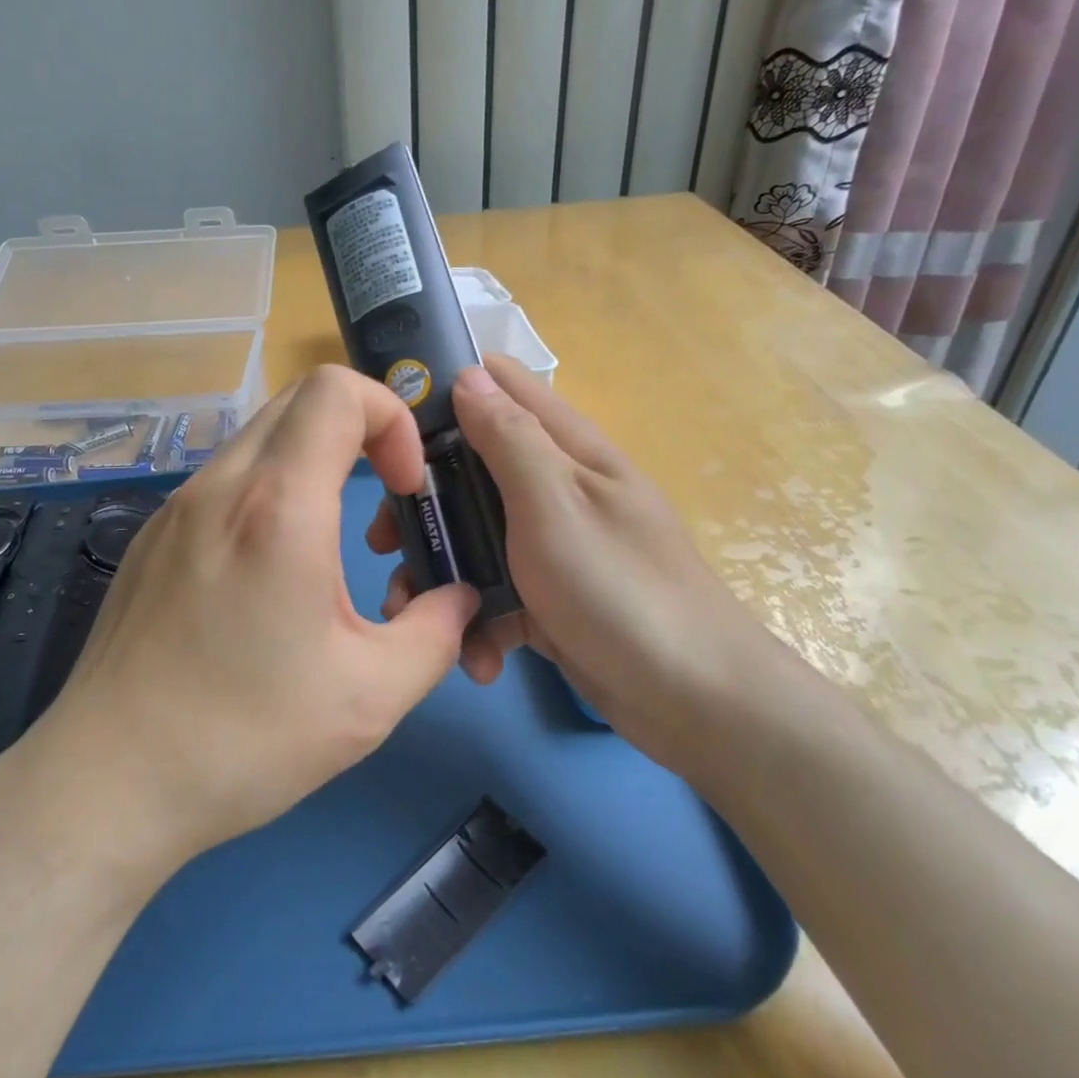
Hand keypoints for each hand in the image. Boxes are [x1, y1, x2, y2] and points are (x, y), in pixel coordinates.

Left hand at [16, 367, 481, 873]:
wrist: (109, 781)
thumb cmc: (245, 738)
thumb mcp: (372, 696)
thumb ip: (437, 632)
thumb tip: (458, 598)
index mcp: (278, 508)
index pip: (338, 390)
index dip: (391, 417)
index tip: (405, 487)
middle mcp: (221, 487)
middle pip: (300, 398)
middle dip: (360, 429)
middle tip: (381, 500)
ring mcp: (177, 507)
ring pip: (261, 438)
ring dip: (314, 462)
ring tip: (330, 545)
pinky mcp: (152, 536)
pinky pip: (226, 480)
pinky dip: (269, 491)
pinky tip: (270, 571)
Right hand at [374, 356, 799, 773]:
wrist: (692, 702)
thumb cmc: (618, 589)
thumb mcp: (555, 504)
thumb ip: (509, 439)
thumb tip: (468, 375)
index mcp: (564, 449)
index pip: (499, 386)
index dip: (442, 394)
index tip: (389, 428)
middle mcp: (554, 488)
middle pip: (469, 470)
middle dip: (423, 503)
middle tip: (385, 540)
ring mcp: (550, 546)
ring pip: (472, 537)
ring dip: (442, 573)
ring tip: (412, 610)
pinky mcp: (546, 599)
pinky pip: (494, 595)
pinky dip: (479, 622)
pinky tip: (479, 656)